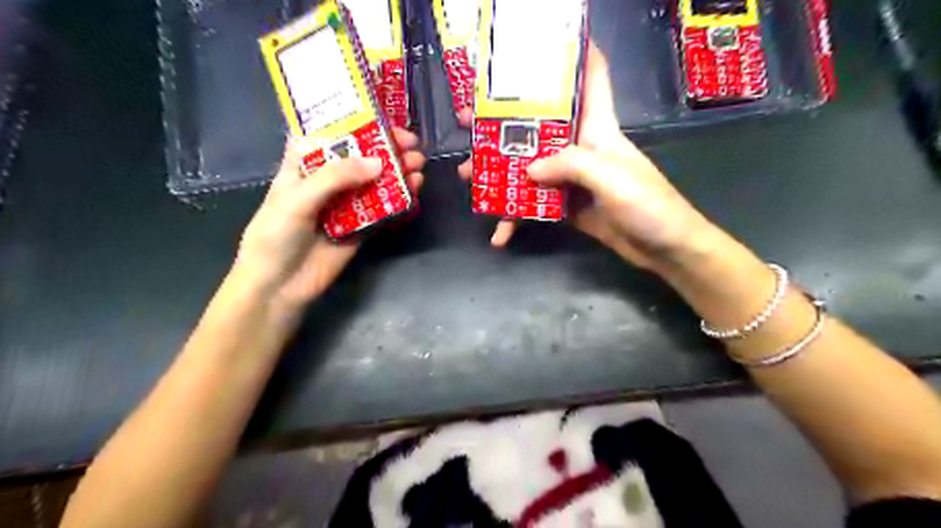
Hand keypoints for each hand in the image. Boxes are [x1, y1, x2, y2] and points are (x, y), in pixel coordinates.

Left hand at [235, 127, 427, 309]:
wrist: (280, 286)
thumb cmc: (275, 235)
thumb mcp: (297, 198)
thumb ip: (336, 178)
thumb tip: (379, 164)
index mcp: (303, 166)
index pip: (330, 136)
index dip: (355, 124)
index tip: (383, 118)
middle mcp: (327, 181)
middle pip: (360, 158)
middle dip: (386, 149)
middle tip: (411, 144)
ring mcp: (346, 205)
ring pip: (375, 182)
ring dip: (397, 172)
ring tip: (418, 165)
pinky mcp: (361, 227)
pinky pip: (384, 210)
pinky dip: (400, 199)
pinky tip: (415, 189)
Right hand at [462, 43, 714, 268]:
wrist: (663, 248)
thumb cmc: (648, 204)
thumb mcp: (611, 176)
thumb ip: (570, 165)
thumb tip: (528, 171)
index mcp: (597, 128)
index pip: (590, 78)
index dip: (574, 54)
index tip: (541, 43)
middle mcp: (580, 148)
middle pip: (539, 126)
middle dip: (504, 122)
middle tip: (469, 122)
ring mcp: (571, 179)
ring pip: (528, 168)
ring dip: (498, 173)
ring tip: (468, 177)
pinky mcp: (566, 206)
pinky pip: (534, 206)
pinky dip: (516, 218)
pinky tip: (500, 233)